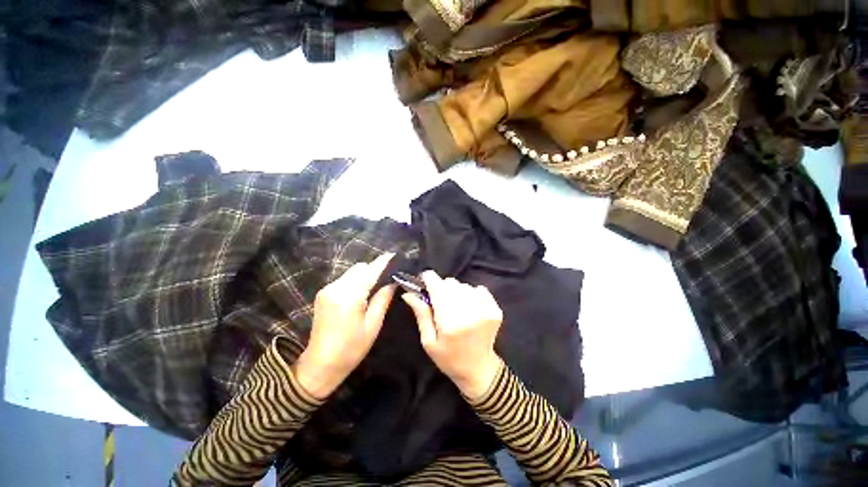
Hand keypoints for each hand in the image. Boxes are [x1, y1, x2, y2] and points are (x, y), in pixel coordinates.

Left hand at [293, 253, 395, 398]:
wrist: (320, 365)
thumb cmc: (351, 349)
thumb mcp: (373, 325)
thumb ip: (383, 299)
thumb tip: (393, 282)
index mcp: (349, 296)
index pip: (370, 271)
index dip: (383, 262)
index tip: (395, 255)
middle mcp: (336, 287)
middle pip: (360, 268)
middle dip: (374, 269)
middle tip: (388, 279)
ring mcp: (327, 289)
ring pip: (352, 272)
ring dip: (365, 275)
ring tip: (376, 287)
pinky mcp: (323, 293)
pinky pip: (344, 279)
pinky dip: (356, 281)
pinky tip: (361, 293)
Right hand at [402, 271, 503, 399]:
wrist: (478, 369)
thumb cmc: (448, 358)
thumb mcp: (428, 340)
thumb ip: (421, 314)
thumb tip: (409, 292)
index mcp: (449, 322)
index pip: (438, 287)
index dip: (429, 278)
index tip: (425, 279)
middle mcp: (469, 313)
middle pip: (451, 283)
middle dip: (442, 288)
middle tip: (440, 301)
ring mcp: (485, 311)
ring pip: (464, 285)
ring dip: (457, 292)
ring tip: (456, 306)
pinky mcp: (495, 310)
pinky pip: (479, 289)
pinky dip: (472, 294)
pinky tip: (470, 307)